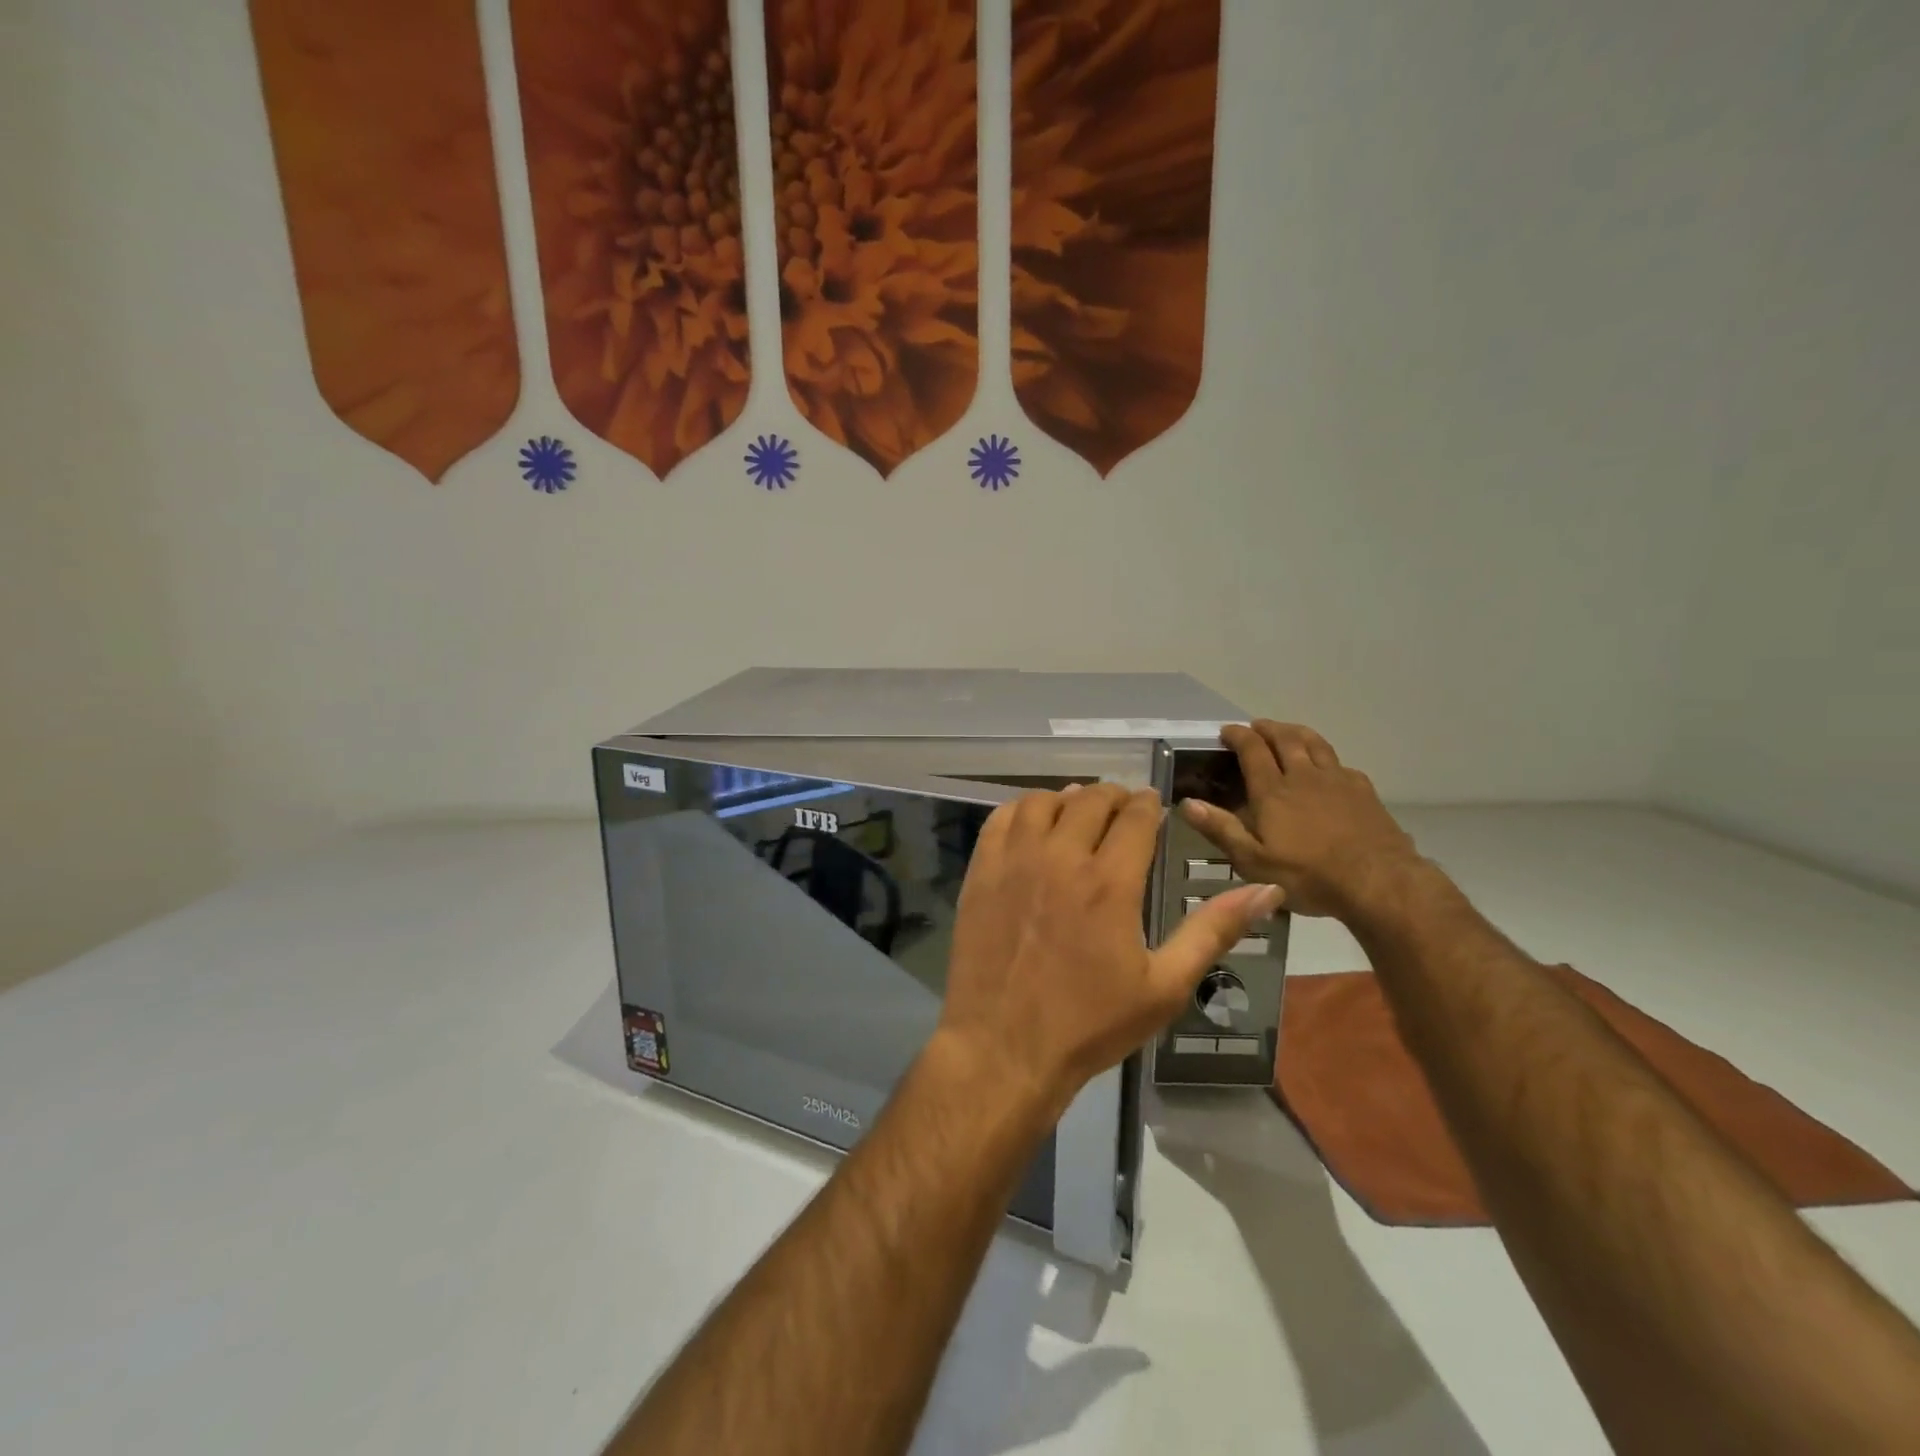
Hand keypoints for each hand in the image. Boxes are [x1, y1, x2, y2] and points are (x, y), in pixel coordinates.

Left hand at [937, 784, 1281, 1115]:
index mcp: (1110, 882)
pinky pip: (1000, 819)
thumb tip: (1269, 891)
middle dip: (1114, 797)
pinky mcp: (980, 873)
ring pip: (1042, 802)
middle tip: (1122, 810)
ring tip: (1079, 812)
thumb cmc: (1090, 1023)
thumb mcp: (1165, 986)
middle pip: (1090, 800)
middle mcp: (1061, 858)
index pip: (1135, 816)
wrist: (1004, 1047)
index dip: (1149, 804)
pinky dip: (1021, 810)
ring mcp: (1014, 862)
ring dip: (1066, 799)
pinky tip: (1033, 825)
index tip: (1154, 807)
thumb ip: (1214, 931)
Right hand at [1180, 722, 1417, 918]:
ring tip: (1287, 731)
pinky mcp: (1363, 790)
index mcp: (1273, 791)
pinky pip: (1340, 763)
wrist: (1379, 882)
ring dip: (1296, 732)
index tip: (1227, 731)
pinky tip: (1326, 767)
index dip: (1238, 736)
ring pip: (1315, 743)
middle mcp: (1303, 776)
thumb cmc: (1308, 875)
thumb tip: (1187, 803)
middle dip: (1267, 728)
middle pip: (1285, 738)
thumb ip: (1221, 829)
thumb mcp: (1254, 861)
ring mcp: (1337, 780)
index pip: (1252, 749)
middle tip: (1255, 726)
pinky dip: (1325, 757)